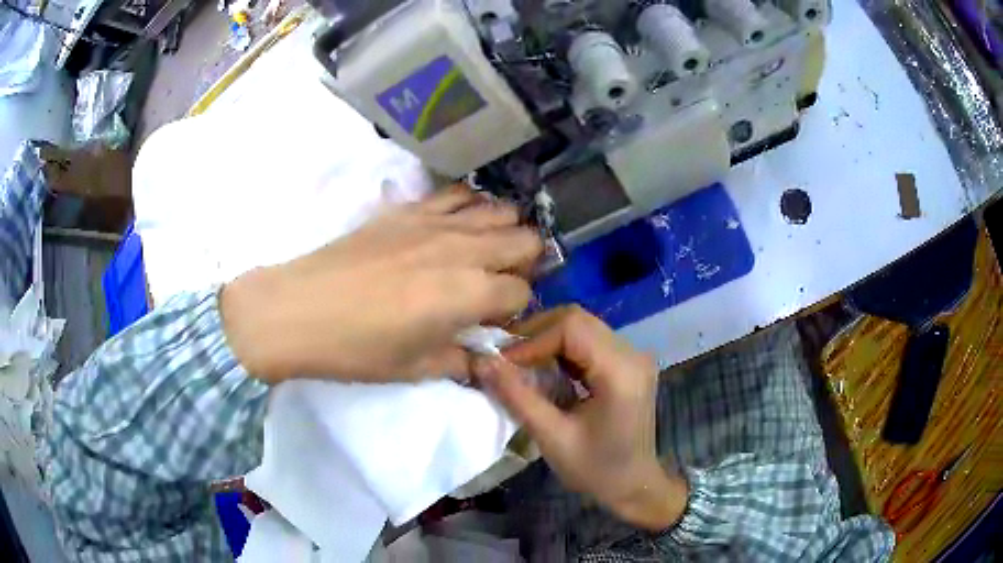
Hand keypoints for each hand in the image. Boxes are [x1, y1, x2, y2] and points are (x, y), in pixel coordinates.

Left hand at [221, 185, 542, 383]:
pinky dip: (469, 206)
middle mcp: (464, 249)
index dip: (514, 311)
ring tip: (484, 253)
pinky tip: (456, 225)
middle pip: (524, 241)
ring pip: (499, 211)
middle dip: (523, 264)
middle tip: (497, 285)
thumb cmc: (357, 348)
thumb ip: (460, 361)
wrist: (299, 309)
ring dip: (503, 232)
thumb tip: (483, 360)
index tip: (494, 322)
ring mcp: (437, 222)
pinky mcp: (409, 208)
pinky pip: (456, 193)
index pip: (521, 292)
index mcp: (470, 293)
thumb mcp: (415, 368)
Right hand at [473, 306, 687, 531]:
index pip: (571, 328)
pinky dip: (561, 349)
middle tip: (505, 358)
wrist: (634, 485)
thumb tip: (480, 361)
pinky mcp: (627, 362)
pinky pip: (589, 340)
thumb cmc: (595, 469)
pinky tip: (543, 368)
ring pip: (582, 326)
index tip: (502, 363)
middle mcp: (633, 354)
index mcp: (621, 372)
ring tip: (519, 363)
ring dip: (546, 339)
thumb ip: (517, 396)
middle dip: (536, 334)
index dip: (531, 340)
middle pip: (577, 319)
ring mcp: (633, 355)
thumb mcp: (552, 437)